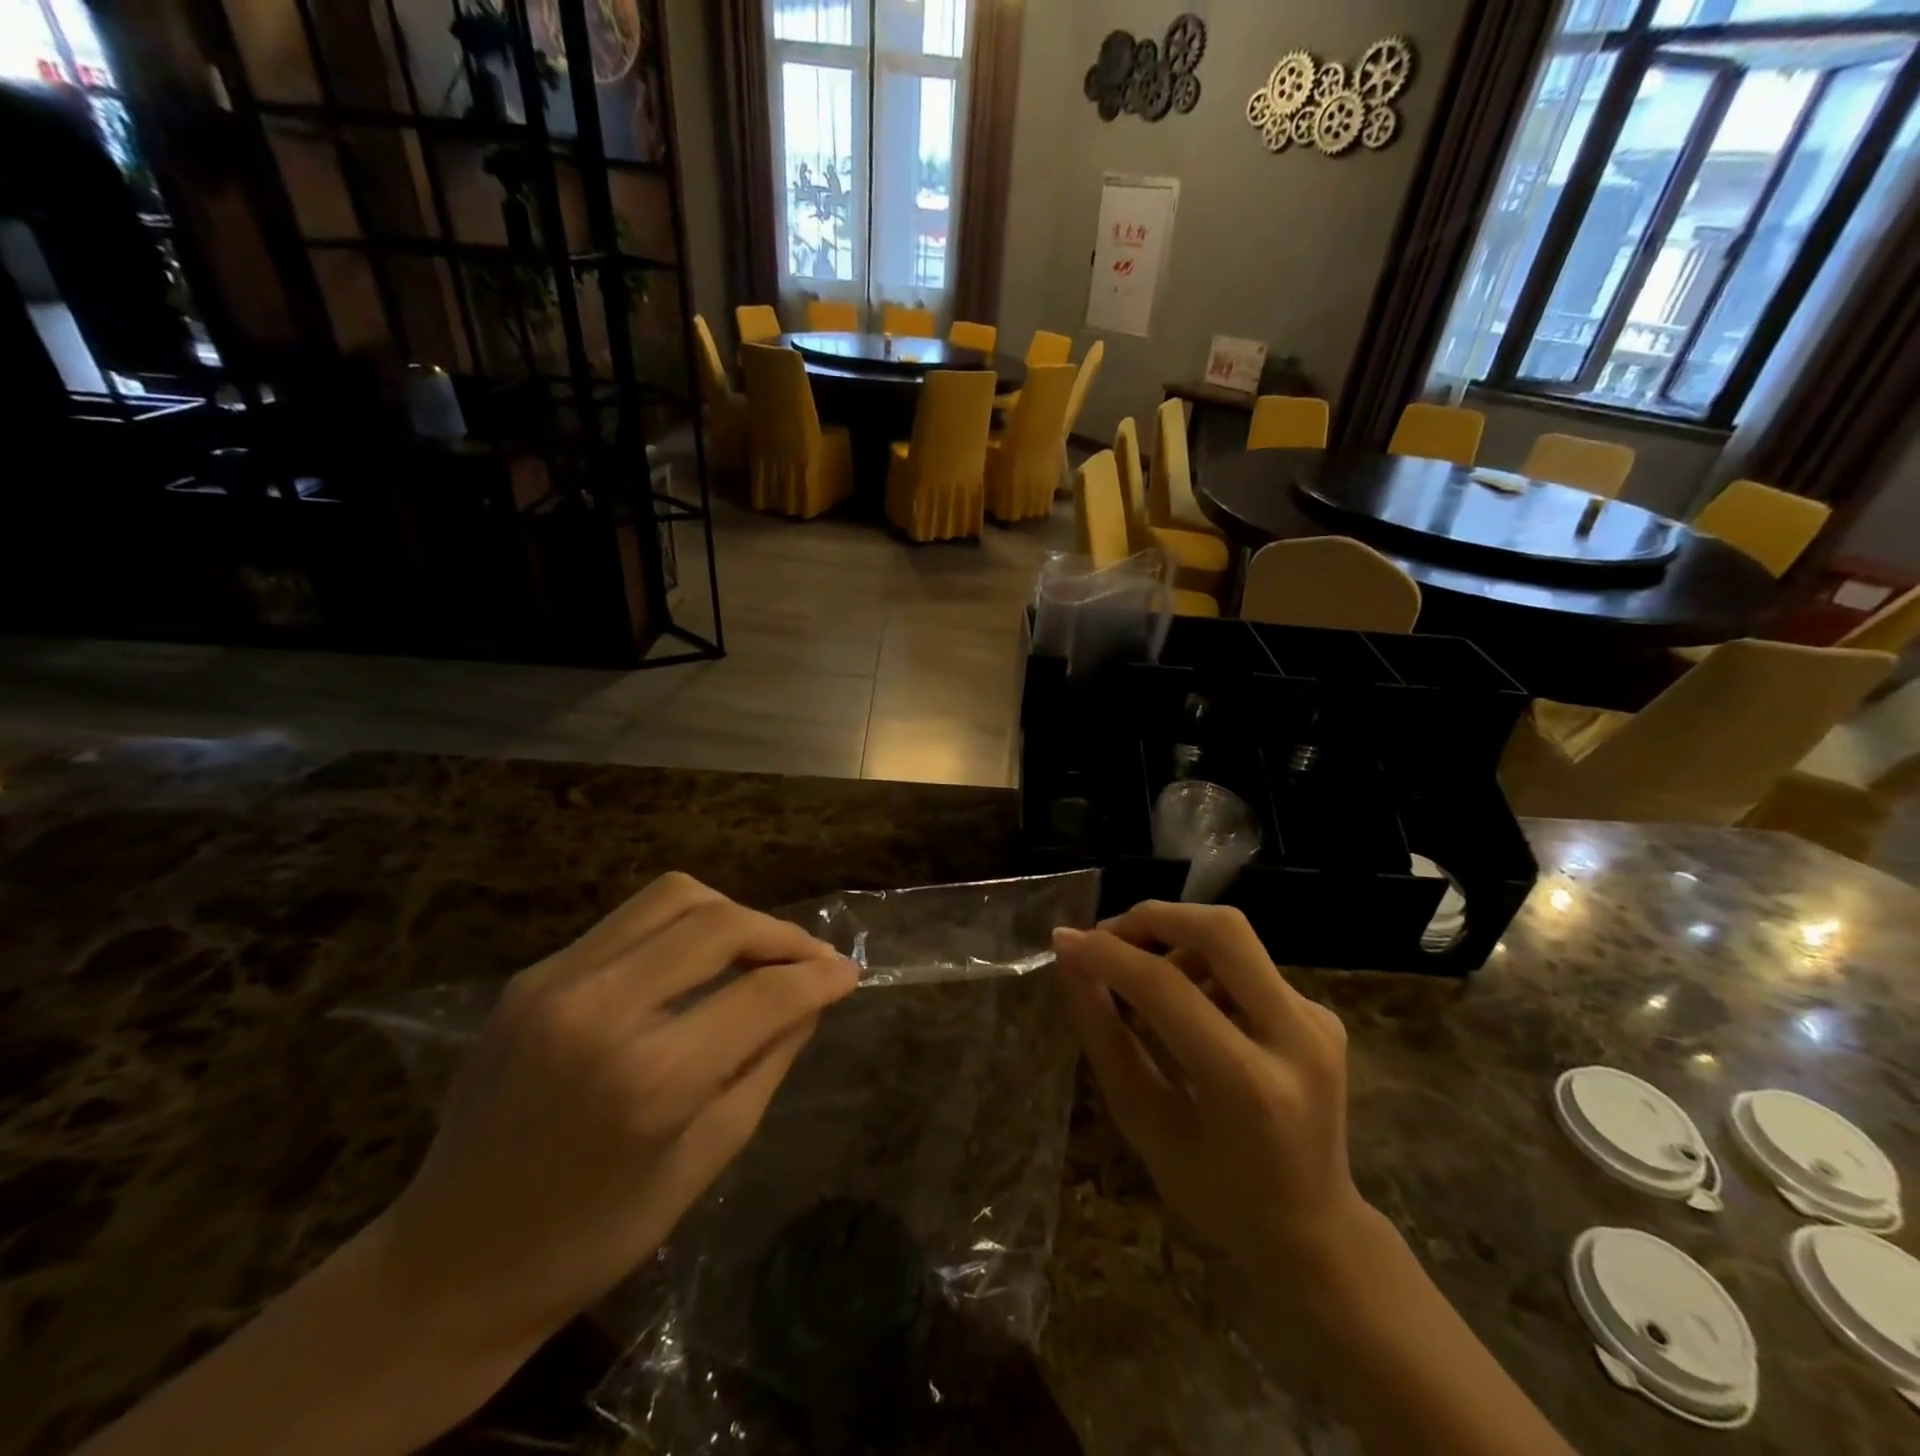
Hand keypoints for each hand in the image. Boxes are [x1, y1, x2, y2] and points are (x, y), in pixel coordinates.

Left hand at [370, 872, 858, 1357]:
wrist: (450, 1265)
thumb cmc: (595, 1236)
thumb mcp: (708, 1157)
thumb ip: (769, 1060)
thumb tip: (813, 995)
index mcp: (650, 1079)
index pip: (763, 993)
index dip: (819, 976)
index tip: (849, 972)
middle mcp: (600, 1010)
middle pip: (719, 922)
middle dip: (782, 934)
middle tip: (811, 959)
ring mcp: (556, 982)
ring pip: (673, 897)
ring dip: (732, 915)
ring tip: (756, 952)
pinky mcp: (533, 975)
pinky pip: (630, 920)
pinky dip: (682, 928)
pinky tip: (696, 964)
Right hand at [1051, 902, 1365, 1279]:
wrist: (1316, 1232)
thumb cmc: (1216, 1194)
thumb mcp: (1145, 1124)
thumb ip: (1105, 1037)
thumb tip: (1071, 962)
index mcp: (1250, 1087)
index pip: (1167, 989)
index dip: (1108, 956)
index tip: (1066, 943)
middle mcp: (1298, 1040)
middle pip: (1223, 931)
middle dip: (1154, 917)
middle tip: (1108, 937)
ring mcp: (1318, 1022)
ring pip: (1234, 940)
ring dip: (1176, 942)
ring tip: (1144, 986)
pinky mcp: (1322, 1013)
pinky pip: (1248, 965)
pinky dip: (1203, 967)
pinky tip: (1188, 1009)